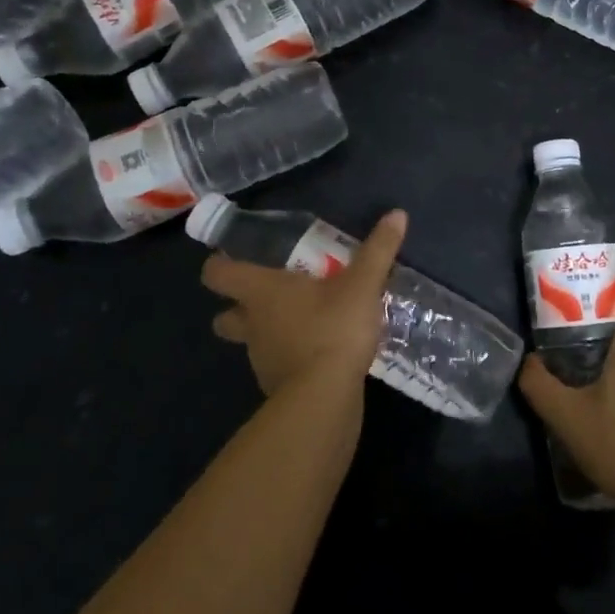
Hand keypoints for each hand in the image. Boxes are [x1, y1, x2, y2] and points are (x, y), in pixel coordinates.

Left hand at [201, 211, 406, 397]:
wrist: (326, 399)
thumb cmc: (333, 329)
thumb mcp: (362, 285)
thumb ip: (378, 250)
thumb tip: (397, 214)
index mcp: (261, 293)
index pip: (217, 276)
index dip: (219, 266)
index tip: (233, 259)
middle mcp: (253, 325)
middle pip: (225, 316)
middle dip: (238, 308)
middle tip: (269, 295)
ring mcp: (262, 359)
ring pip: (253, 342)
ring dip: (270, 333)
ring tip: (303, 323)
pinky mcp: (278, 388)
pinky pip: (278, 366)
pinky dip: (291, 359)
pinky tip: (318, 354)